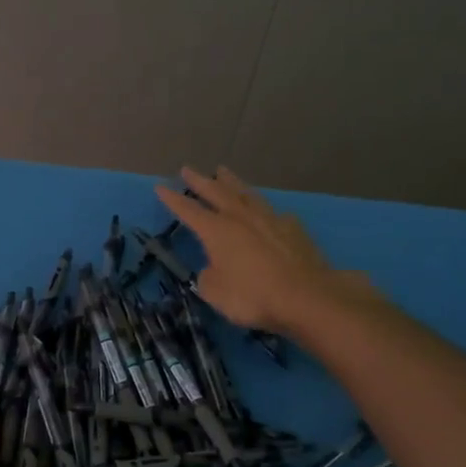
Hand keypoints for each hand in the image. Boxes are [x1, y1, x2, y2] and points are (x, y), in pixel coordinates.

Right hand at [155, 166, 378, 333]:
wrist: (305, 297)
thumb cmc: (252, 296)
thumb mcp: (215, 293)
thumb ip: (208, 278)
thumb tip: (213, 269)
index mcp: (217, 231)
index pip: (188, 211)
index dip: (173, 200)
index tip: (160, 187)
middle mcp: (241, 218)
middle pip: (216, 192)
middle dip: (200, 181)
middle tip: (188, 169)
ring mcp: (270, 220)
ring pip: (246, 194)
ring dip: (232, 183)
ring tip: (224, 172)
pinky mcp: (294, 229)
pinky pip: (275, 214)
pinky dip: (265, 210)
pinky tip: (268, 213)